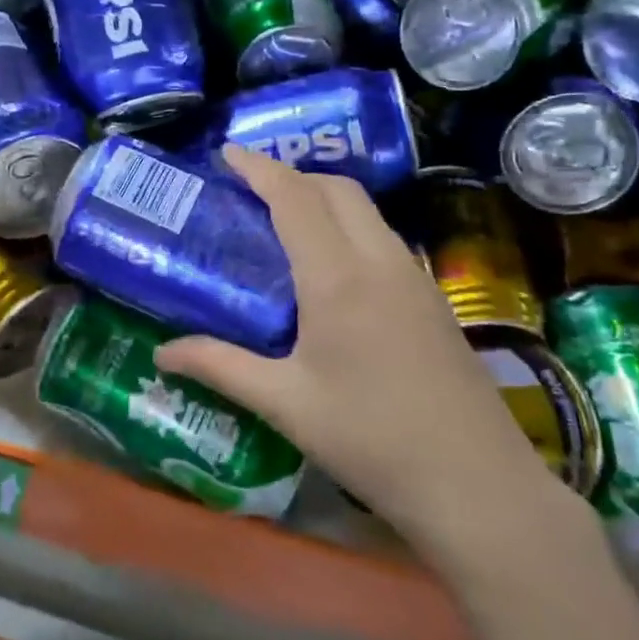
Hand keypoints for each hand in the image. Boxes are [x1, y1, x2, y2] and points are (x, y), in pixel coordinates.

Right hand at [155, 146, 556, 553]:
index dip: (259, 167)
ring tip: (286, 219)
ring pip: (366, 210)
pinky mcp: (434, 300)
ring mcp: (415, 278)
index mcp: (336, 277)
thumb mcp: (285, 403)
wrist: (478, 486)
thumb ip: (221, 367)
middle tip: (251, 189)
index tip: (227, 152)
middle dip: (292, 174)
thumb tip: (161, 354)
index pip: (294, 197)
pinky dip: (350, 225)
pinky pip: (384, 238)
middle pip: (336, 188)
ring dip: (324, 197)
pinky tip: (332, 266)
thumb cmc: (371, 441)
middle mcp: (379, 261)